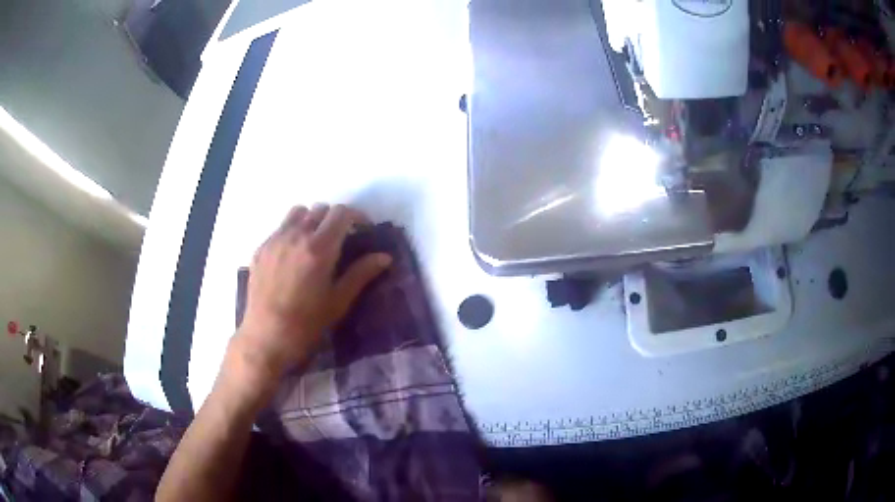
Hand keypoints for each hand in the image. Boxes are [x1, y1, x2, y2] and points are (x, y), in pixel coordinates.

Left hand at [230, 204, 391, 385]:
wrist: (266, 337)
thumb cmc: (307, 324)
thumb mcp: (339, 301)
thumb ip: (361, 274)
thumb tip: (385, 257)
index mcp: (319, 248)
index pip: (341, 213)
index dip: (356, 216)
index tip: (363, 229)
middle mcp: (296, 236)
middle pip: (320, 209)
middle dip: (335, 218)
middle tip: (342, 238)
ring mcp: (275, 240)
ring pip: (298, 212)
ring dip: (312, 219)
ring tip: (315, 240)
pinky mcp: (260, 249)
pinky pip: (280, 228)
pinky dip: (292, 231)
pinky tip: (293, 255)